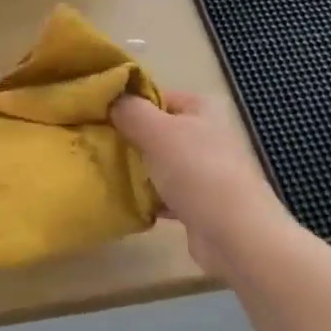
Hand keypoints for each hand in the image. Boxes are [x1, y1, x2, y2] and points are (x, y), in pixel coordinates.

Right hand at [111, 90, 290, 272]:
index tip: (98, 117)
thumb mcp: (157, 131)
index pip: (157, 96)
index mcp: (201, 108)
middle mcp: (207, 134)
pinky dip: (149, 199)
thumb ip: (131, 111)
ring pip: (160, 164)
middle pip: (157, 131)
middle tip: (95, 146)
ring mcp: (205, 171)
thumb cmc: (196, 171)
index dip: (128, 104)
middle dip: (129, 140)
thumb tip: (111, 98)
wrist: (234, 234)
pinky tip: (127, 203)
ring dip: (137, 171)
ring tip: (105, 174)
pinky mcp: (200, 203)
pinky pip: (166, 194)